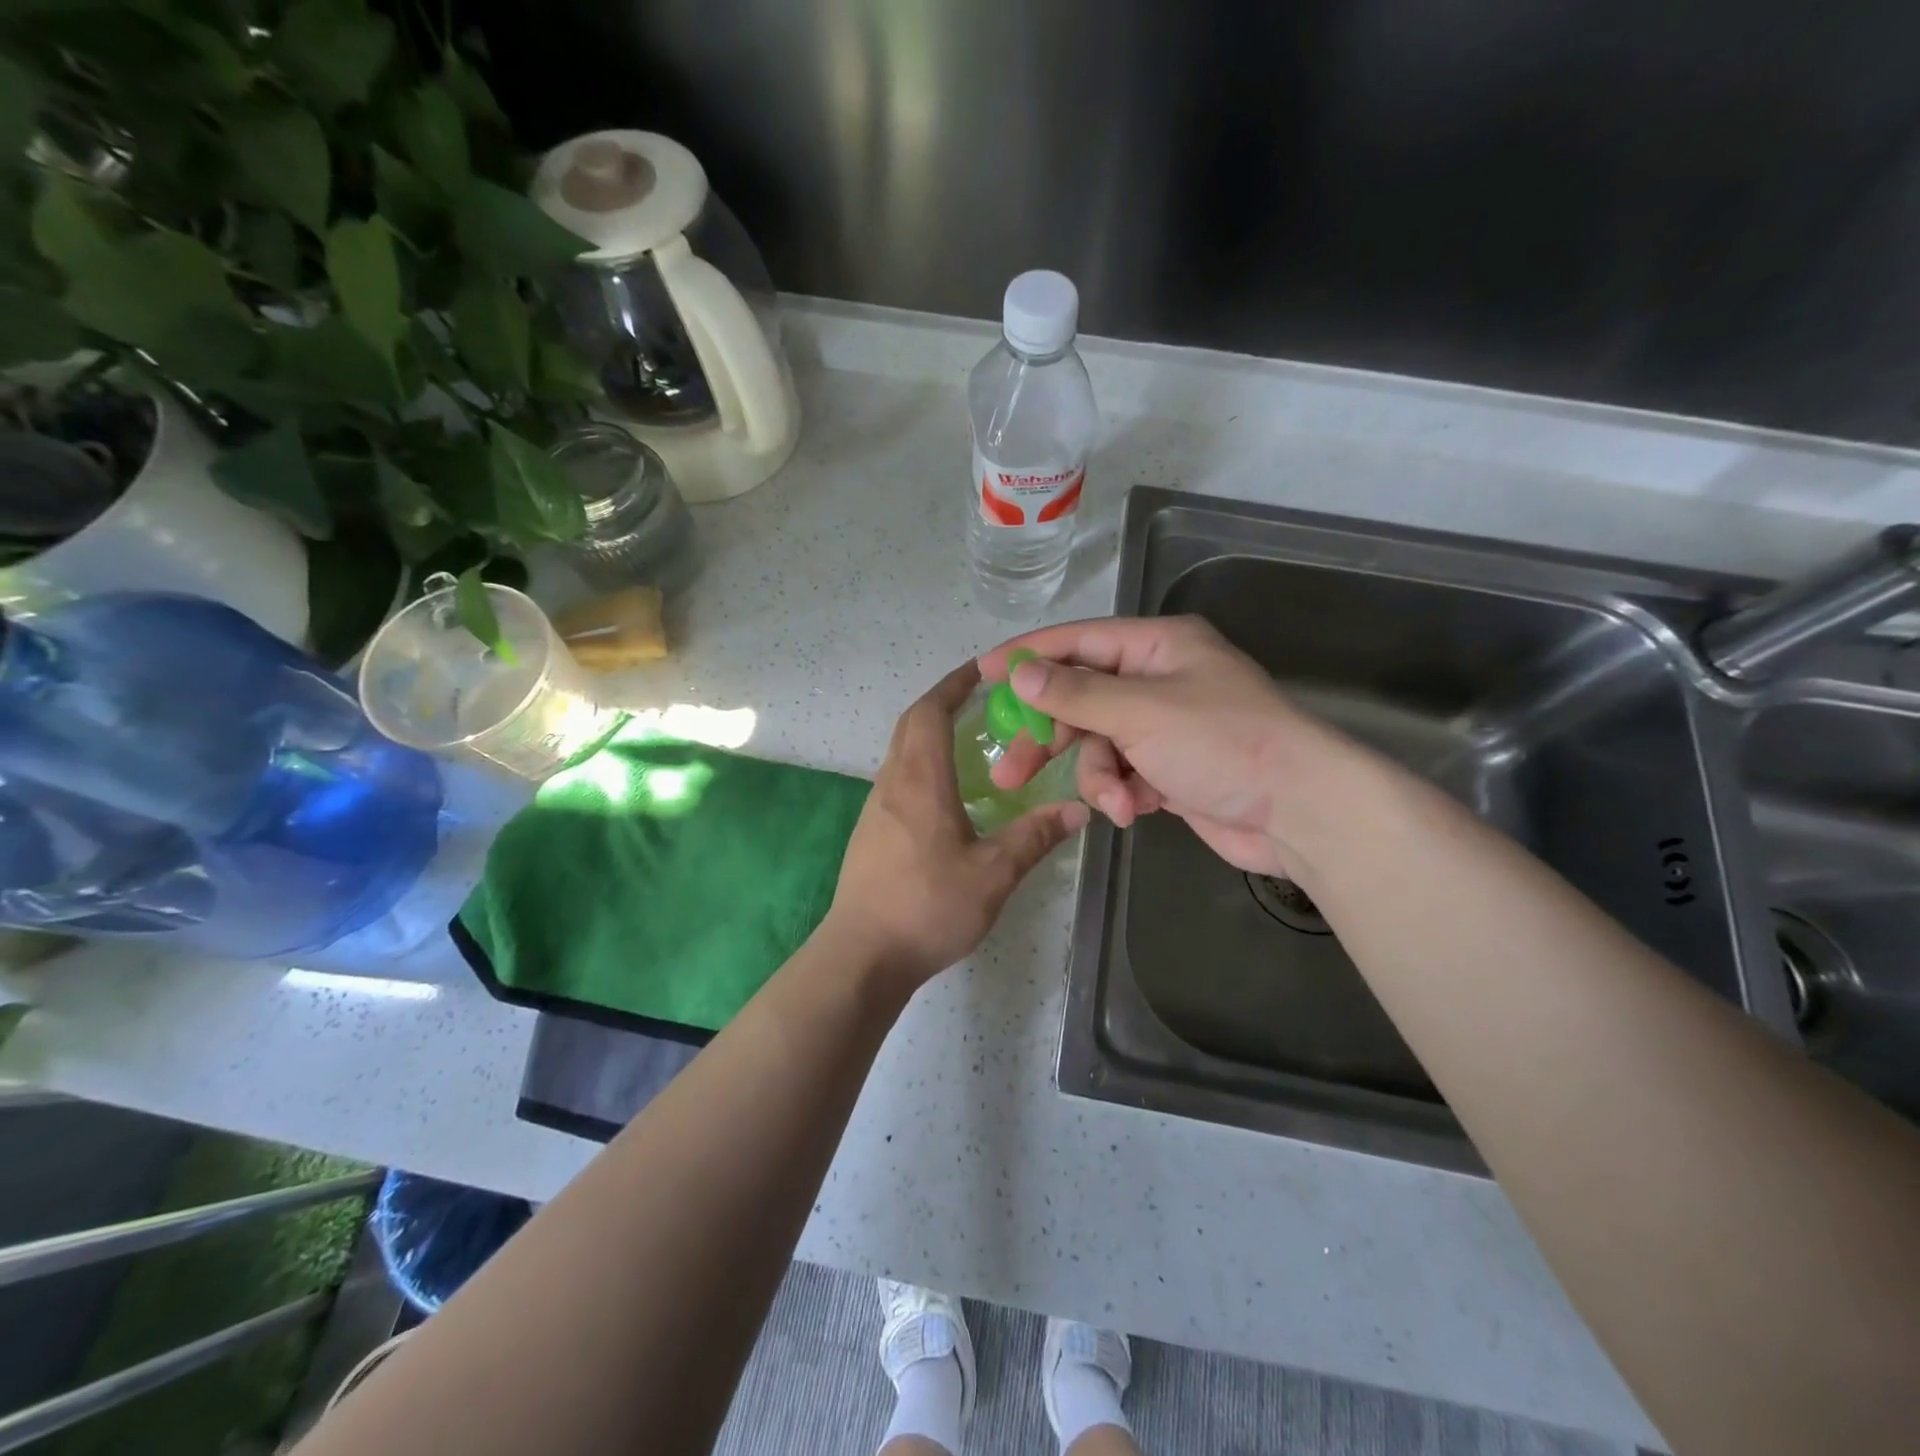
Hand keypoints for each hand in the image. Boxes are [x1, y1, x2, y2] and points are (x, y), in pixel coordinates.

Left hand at [823, 662, 1089, 987]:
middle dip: (943, 703)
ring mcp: (876, 808)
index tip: (981, 670)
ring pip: (901, 752)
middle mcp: (892, 783)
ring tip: (971, 741)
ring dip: (930, 734)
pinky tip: (948, 794)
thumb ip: (1034, 837)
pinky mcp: (871, 832)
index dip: (953, 685)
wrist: (862, 954)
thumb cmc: (927, 906)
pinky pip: (898, 779)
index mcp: (920, 781)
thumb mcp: (992, 874)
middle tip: (982, 700)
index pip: (930, 712)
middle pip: (911, 725)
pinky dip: (922, 765)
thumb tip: (1077, 809)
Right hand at [979, 617, 1347, 877]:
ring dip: (1098, 777)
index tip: (982, 674)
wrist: (1299, 811)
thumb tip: (1021, 673)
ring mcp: (1165, 727)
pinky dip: (1122, 792)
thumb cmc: (1222, 742)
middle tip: (1008, 772)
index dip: (1027, 658)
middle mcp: (1158, 679)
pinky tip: (1133, 811)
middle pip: (1080, 700)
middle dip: (1051, 738)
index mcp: (1157, 646)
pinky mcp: (1169, 769)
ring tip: (1113, 802)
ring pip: (1099, 745)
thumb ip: (1075, 694)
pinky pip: (1123, 774)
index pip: (1077, 642)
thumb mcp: (1141, 711)